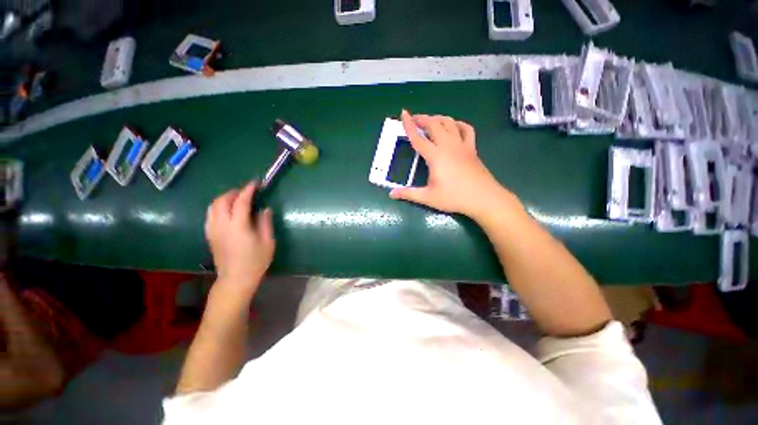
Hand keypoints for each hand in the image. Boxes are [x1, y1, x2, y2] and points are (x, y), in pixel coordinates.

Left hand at [205, 182, 274, 297]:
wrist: (235, 279)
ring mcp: (213, 230)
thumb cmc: (256, 261)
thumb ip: (265, 223)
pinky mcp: (210, 235)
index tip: (256, 183)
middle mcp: (222, 225)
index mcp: (238, 226)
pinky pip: (210, 215)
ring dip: (225, 198)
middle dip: (234, 192)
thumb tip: (265, 209)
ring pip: (213, 206)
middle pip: (222, 200)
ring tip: (237, 198)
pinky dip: (218, 207)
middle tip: (248, 191)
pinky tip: (228, 211)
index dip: (248, 190)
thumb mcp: (267, 242)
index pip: (241, 201)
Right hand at [390, 110, 512, 219]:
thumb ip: (409, 194)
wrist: (483, 198)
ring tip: (430, 121)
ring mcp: (462, 145)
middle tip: (414, 119)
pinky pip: (467, 129)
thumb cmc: (454, 197)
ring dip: (438, 118)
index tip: (404, 113)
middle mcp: (448, 146)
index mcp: (435, 156)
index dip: (409, 125)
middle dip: (422, 118)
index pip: (418, 138)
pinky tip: (454, 126)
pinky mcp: (472, 149)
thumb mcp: (428, 197)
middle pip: (434, 125)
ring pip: (450, 123)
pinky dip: (458, 124)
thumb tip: (392, 194)